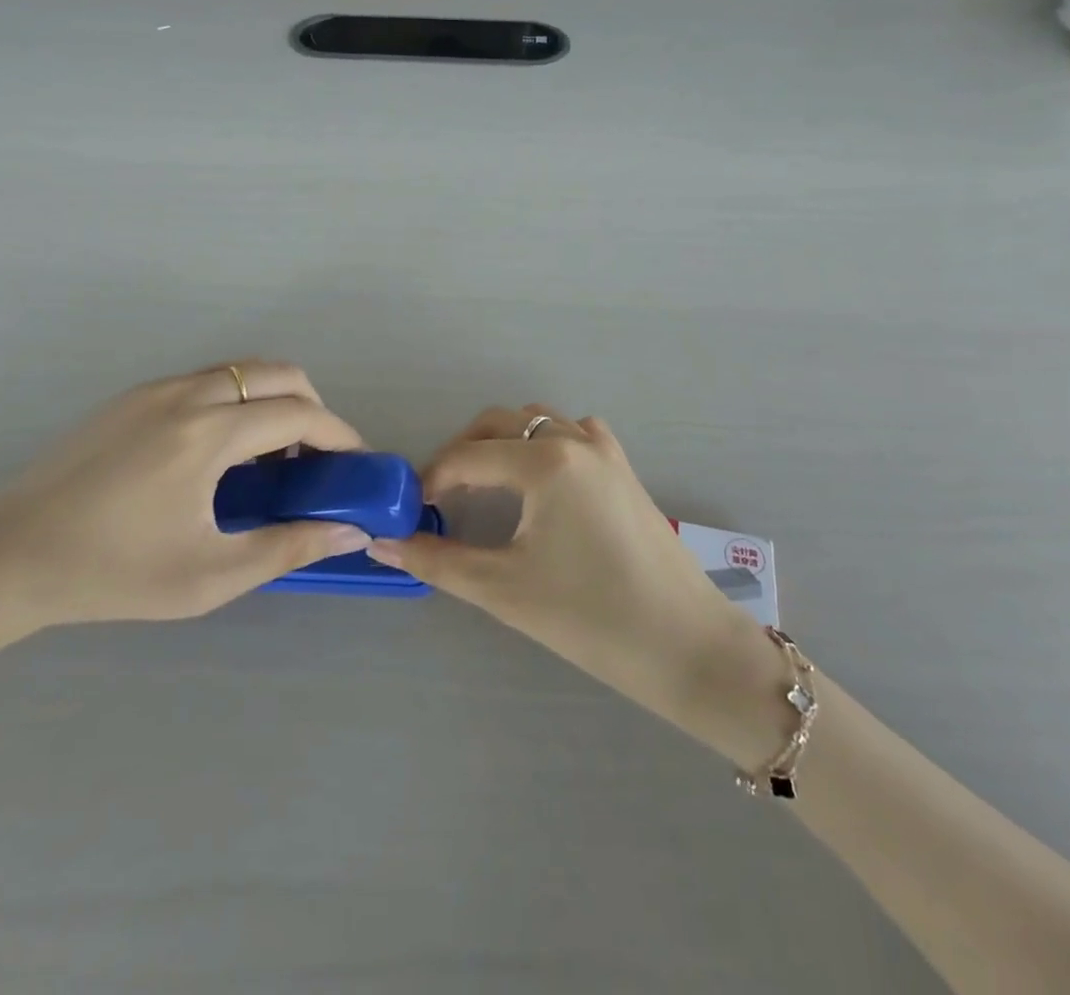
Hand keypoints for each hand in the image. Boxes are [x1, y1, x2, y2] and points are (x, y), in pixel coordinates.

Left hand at [0, 361, 369, 639]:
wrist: (6, 558)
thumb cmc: (113, 574)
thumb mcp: (209, 576)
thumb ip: (288, 547)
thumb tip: (351, 530)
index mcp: (207, 434)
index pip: (299, 413)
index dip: (339, 433)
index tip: (355, 462)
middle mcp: (187, 394)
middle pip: (278, 373)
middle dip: (312, 407)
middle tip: (316, 457)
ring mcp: (155, 389)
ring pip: (241, 371)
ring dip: (272, 401)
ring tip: (270, 456)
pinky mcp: (131, 396)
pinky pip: (206, 381)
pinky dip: (235, 401)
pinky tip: (218, 453)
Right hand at [372, 405, 790, 765]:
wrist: (687, 647)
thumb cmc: (590, 618)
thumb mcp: (503, 589)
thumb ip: (437, 560)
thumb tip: (382, 544)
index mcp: (544, 460)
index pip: (466, 457)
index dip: (430, 481)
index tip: (410, 511)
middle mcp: (574, 440)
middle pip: (499, 423)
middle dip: (463, 452)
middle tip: (442, 497)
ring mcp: (605, 451)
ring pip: (538, 422)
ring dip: (504, 442)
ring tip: (485, 487)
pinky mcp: (625, 469)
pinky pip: (575, 434)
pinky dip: (546, 444)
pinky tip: (542, 484)